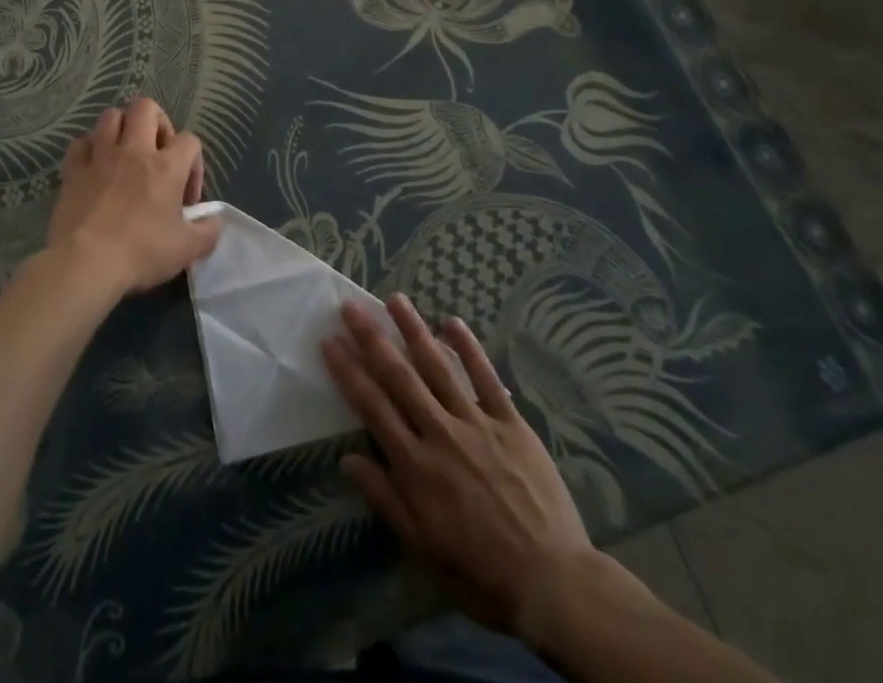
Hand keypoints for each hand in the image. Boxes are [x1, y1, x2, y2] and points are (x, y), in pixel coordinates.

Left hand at [45, 100, 217, 296]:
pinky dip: (89, 148)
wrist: (86, 263)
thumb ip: (208, 232)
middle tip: (158, 152)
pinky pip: (80, 143)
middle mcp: (134, 151)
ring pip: (111, 116)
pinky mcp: (73, 170)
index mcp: (166, 166)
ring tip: (126, 153)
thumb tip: (214, 222)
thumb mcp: (187, 250)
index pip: (190, 140)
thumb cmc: (141, 253)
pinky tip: (94, 165)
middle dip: (157, 122)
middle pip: (146, 107)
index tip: (186, 198)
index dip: (194, 163)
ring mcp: (100, 157)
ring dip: (121, 128)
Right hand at [323, 295, 594, 640]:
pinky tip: (453, 321)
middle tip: (352, 307)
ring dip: (414, 330)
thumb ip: (385, 499)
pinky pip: (487, 378)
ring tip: (395, 299)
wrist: (552, 583)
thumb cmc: (479, 573)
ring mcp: (477, 424)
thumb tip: (348, 458)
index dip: (349, 372)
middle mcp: (441, 433)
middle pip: (400, 377)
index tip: (330, 342)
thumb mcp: (422, 549)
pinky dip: (470, 348)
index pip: (373, 407)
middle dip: (373, 339)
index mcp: (416, 466)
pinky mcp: (511, 424)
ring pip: (439, 367)